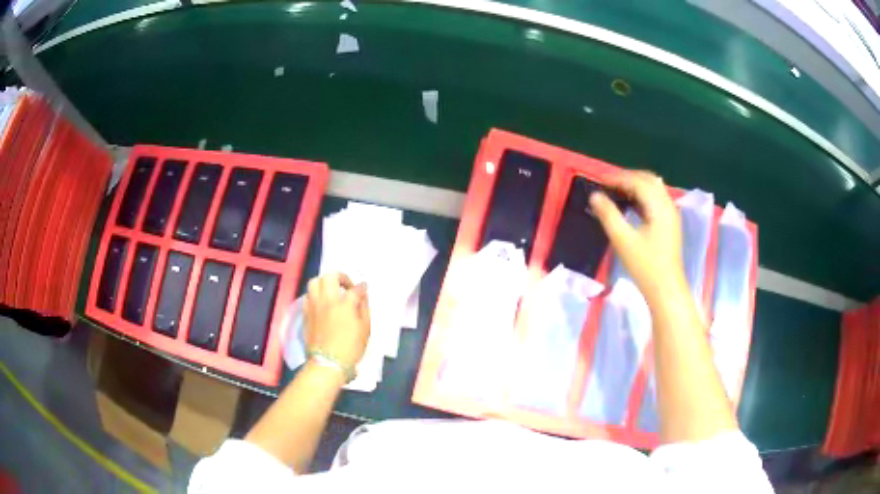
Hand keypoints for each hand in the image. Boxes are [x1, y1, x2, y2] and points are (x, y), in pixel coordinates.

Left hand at [304, 273, 369, 369]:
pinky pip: (308, 295)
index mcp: (345, 305)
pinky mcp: (306, 313)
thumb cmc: (350, 349)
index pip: (354, 289)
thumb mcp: (365, 330)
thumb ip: (364, 309)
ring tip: (331, 291)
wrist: (327, 363)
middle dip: (341, 277)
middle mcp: (328, 301)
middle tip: (346, 286)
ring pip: (315, 282)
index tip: (364, 288)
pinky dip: (315, 294)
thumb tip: (362, 296)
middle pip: (330, 276)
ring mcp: (314, 306)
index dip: (361, 288)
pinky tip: (322, 303)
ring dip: (325, 283)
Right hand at [590, 171, 686, 303]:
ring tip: (617, 192)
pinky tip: (631, 204)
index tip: (599, 182)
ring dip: (636, 185)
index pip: (638, 182)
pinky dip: (643, 195)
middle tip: (607, 185)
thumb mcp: (623, 240)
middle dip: (628, 178)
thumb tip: (594, 195)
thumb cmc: (645, 266)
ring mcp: (671, 214)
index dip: (618, 178)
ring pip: (654, 188)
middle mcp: (668, 205)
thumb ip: (608, 215)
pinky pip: (656, 198)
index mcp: (659, 206)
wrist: (666, 289)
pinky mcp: (670, 223)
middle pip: (648, 180)